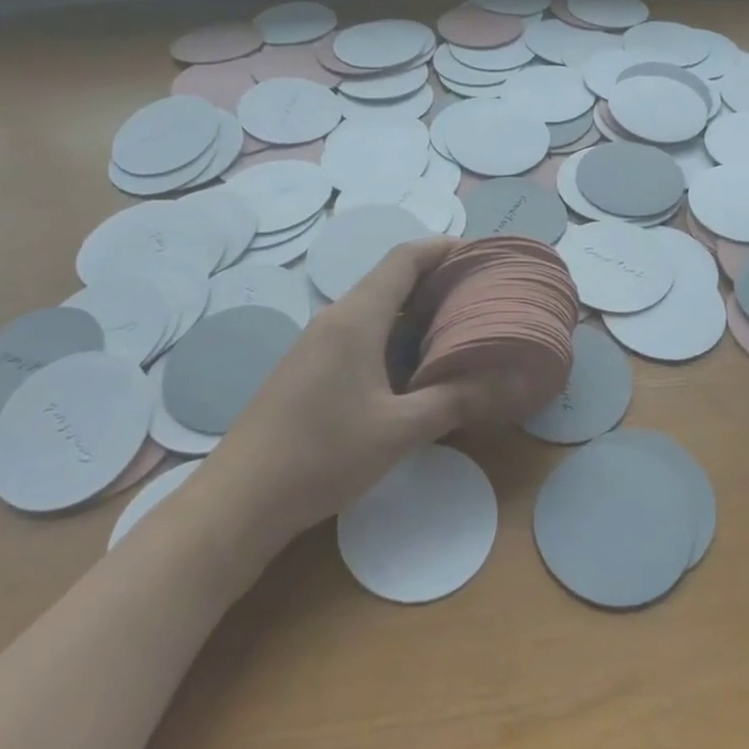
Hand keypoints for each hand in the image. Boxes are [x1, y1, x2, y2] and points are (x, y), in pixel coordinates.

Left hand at [212, 238, 521, 545]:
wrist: (240, 500)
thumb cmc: (322, 455)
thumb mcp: (398, 431)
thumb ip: (454, 400)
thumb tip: (508, 381)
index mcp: (357, 317)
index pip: (405, 258)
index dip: (444, 247)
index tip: (483, 257)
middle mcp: (336, 318)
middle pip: (392, 279)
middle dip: (439, 282)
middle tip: (484, 299)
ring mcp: (318, 343)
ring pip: (377, 310)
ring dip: (418, 313)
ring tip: (462, 331)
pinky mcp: (311, 368)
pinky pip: (362, 334)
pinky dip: (397, 338)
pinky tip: (418, 368)